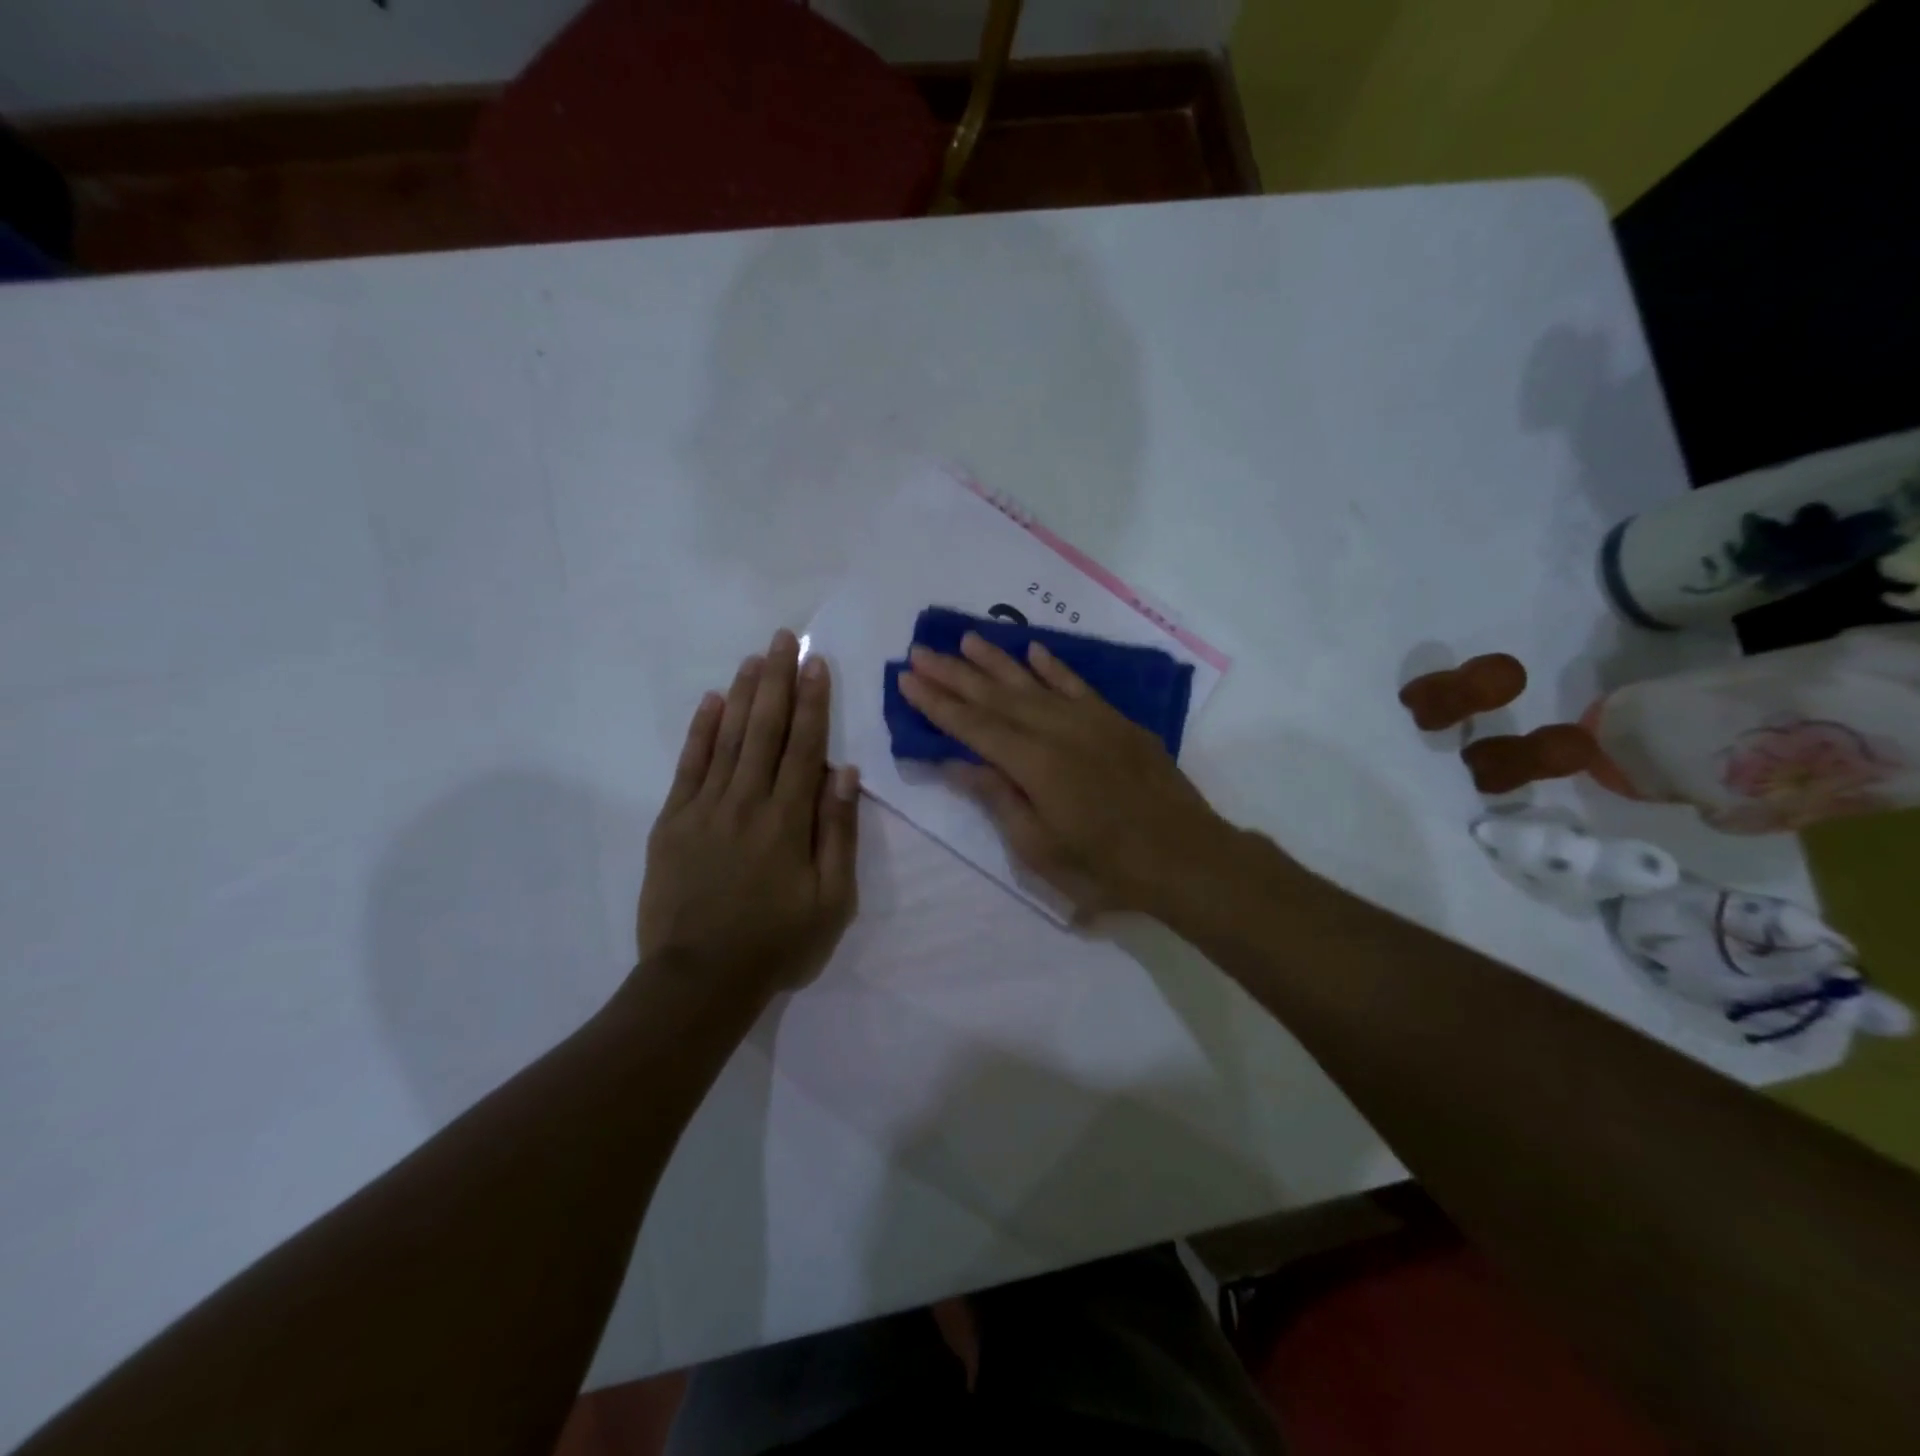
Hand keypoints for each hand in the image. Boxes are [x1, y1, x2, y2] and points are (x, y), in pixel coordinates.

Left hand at [638, 629, 859, 997]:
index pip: (805, 745)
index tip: (815, 663)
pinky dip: (701, 731)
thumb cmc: (777, 943)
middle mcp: (747, 801)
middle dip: (777, 680)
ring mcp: (704, 808)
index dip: (813, 701)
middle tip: (783, 638)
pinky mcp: (672, 822)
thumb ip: (837, 832)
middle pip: (766, 730)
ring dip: (744, 694)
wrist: (700, 980)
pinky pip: (689, 766)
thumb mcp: (831, 899)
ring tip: (755, 657)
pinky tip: (712, 702)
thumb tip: (843, 772)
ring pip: (729, 738)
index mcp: (788, 819)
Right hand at [897, 633, 1231, 919]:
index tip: (907, 679)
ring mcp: (1090, 721)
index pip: (973, 726)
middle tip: (919, 651)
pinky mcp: (1116, 721)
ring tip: (965, 640)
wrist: (1185, 856)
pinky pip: (1077, 685)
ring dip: (996, 661)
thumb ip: (997, 798)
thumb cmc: (1105, 866)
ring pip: (1032, 683)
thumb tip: (956, 762)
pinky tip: (1032, 650)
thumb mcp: (1039, 847)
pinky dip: (1053, 667)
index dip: (937, 703)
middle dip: (954, 674)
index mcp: (1033, 764)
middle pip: (995, 697)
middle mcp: (1057, 730)